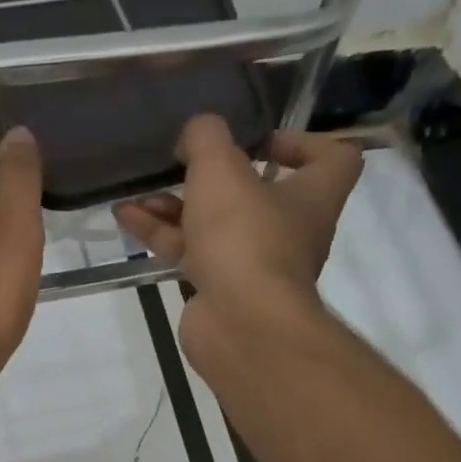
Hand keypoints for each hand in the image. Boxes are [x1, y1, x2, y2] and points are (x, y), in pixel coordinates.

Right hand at [113, 114, 362, 354]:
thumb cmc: (244, 237)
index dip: (303, 142)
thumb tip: (194, 135)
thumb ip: (205, 137)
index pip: (334, 159)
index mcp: (312, 196)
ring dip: (176, 204)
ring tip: (138, 189)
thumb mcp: (220, 168)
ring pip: (214, 223)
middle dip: (215, 176)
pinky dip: (160, 233)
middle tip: (184, 160)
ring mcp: (252, 263)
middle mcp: (289, 229)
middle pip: (258, 192)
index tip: (259, 139)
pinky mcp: (219, 288)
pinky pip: (190, 252)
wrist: (240, 325)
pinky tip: (126, 215)